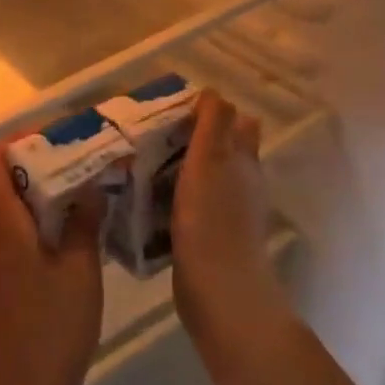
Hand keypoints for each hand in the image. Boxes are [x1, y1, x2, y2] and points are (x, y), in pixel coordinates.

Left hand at [0, 143, 104, 384]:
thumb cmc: (54, 328)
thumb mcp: (81, 272)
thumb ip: (82, 223)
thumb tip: (90, 185)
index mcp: (2, 222)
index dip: (16, 140)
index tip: (54, 137)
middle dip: (11, 154)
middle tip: (53, 155)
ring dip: (8, 178)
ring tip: (52, 179)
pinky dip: (8, 202)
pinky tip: (45, 214)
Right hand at [172, 91, 291, 358]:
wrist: (220, 294)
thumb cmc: (212, 221)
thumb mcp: (209, 162)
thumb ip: (213, 125)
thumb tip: (213, 91)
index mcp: (243, 161)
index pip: (235, 123)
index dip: (208, 112)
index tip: (172, 110)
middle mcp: (242, 184)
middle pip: (219, 150)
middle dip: (191, 139)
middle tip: (151, 135)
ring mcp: (228, 214)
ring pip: (203, 178)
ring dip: (179, 168)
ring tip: (140, 162)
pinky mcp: (210, 238)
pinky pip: (191, 206)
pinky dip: (174, 197)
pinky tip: (148, 200)